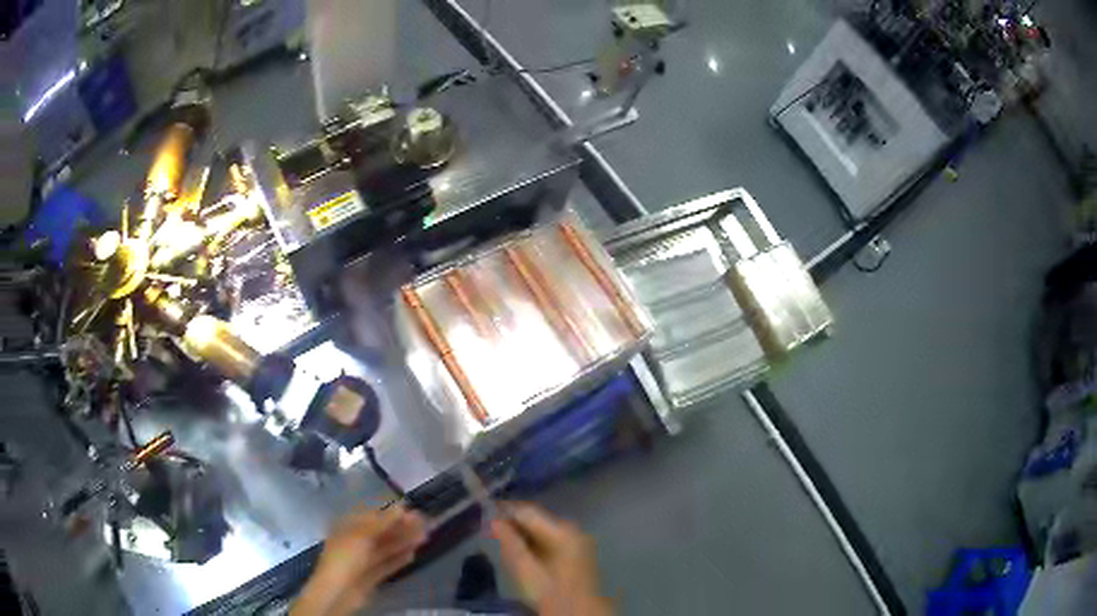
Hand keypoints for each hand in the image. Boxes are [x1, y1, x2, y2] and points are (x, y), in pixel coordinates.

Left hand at [292, 504, 426, 615]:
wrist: (338, 591)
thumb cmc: (346, 557)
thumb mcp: (362, 535)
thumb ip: (382, 522)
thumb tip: (400, 507)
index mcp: (347, 527)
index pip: (370, 516)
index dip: (390, 512)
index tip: (410, 509)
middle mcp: (355, 542)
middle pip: (380, 532)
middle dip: (400, 527)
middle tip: (423, 522)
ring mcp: (363, 560)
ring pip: (386, 548)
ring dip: (404, 542)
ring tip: (424, 537)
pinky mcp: (371, 575)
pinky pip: (387, 564)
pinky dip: (399, 559)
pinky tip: (413, 555)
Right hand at [491, 502, 611, 615]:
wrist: (580, 613)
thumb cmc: (551, 593)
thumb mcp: (525, 570)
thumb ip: (510, 543)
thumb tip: (494, 520)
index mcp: (563, 531)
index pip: (529, 511)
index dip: (506, 510)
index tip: (485, 511)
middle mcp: (574, 530)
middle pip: (538, 519)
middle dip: (514, 522)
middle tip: (490, 528)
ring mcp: (578, 541)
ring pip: (544, 530)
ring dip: (523, 533)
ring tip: (501, 538)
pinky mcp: (578, 553)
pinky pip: (551, 540)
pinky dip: (535, 543)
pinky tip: (521, 551)